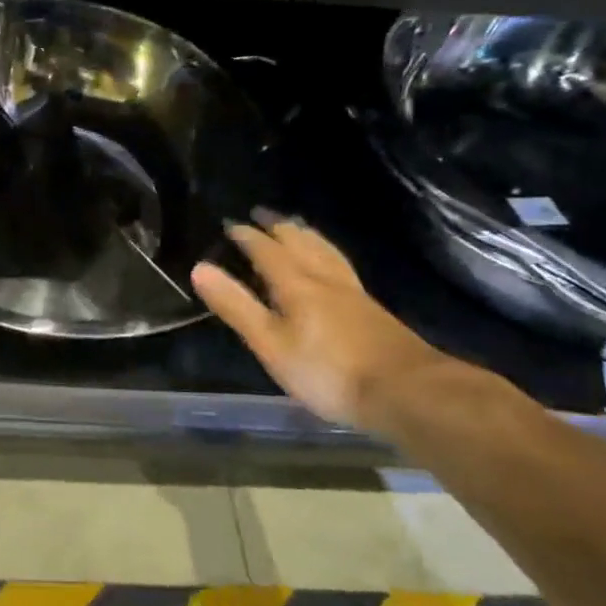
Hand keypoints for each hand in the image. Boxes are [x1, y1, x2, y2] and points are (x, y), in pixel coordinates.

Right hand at [192, 216, 449, 433]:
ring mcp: (352, 292)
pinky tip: (331, 264)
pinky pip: (340, 264)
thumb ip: (236, 306)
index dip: (246, 236)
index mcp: (296, 283)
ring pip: (325, 250)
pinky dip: (326, 252)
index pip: (266, 249)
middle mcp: (324, 278)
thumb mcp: (271, 343)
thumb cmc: (328, 371)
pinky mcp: (371, 309)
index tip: (230, 224)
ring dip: (305, 234)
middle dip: (277, 226)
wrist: (406, 391)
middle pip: (300, 241)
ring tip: (295, 226)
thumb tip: (200, 268)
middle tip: (261, 213)